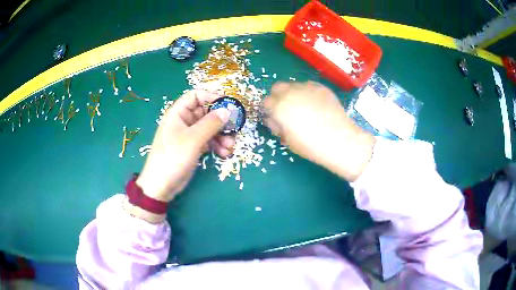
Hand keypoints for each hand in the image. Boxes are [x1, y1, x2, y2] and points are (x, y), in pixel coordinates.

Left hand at [136, 90, 233, 202]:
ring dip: (222, 136)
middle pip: (207, 113)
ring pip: (210, 128)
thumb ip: (211, 123)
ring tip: (230, 147)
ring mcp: (189, 135)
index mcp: (179, 113)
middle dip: (221, 121)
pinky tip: (224, 154)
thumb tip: (228, 110)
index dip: (212, 97)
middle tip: (234, 130)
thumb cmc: (173, 157)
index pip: (196, 96)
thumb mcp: (193, 139)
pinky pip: (209, 141)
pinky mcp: (193, 147)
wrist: (161, 185)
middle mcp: (184, 121)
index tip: (228, 106)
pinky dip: (217, 146)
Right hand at [263, 81, 374, 181]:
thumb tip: (274, 119)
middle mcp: (290, 92)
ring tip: (302, 106)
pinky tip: (315, 104)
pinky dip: (307, 92)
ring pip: (293, 85)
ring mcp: (307, 87)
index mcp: (279, 107)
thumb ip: (277, 126)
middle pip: (277, 87)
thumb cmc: (311, 145)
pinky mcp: (321, 87)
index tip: (274, 117)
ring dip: (292, 93)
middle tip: (286, 109)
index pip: (265, 102)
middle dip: (278, 97)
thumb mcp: (288, 140)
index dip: (269, 110)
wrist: (340, 140)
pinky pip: (308, 86)